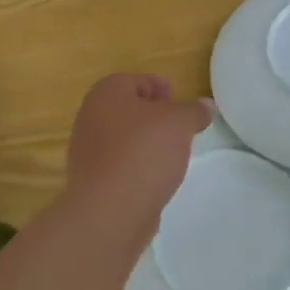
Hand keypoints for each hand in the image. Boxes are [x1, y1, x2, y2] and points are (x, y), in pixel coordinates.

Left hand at [65, 74, 210, 220]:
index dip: (162, 89)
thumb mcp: (180, 123)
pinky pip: (119, 163)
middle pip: (129, 109)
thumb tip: (203, 106)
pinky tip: (154, 178)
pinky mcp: (91, 179)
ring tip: (171, 157)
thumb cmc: (144, 152)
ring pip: (123, 137)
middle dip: (155, 117)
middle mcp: (89, 116)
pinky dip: (136, 166)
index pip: (137, 80)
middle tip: (179, 130)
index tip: (182, 107)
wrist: (110, 210)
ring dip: (146, 143)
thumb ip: (194, 110)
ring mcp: (86, 149)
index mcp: (106, 93)